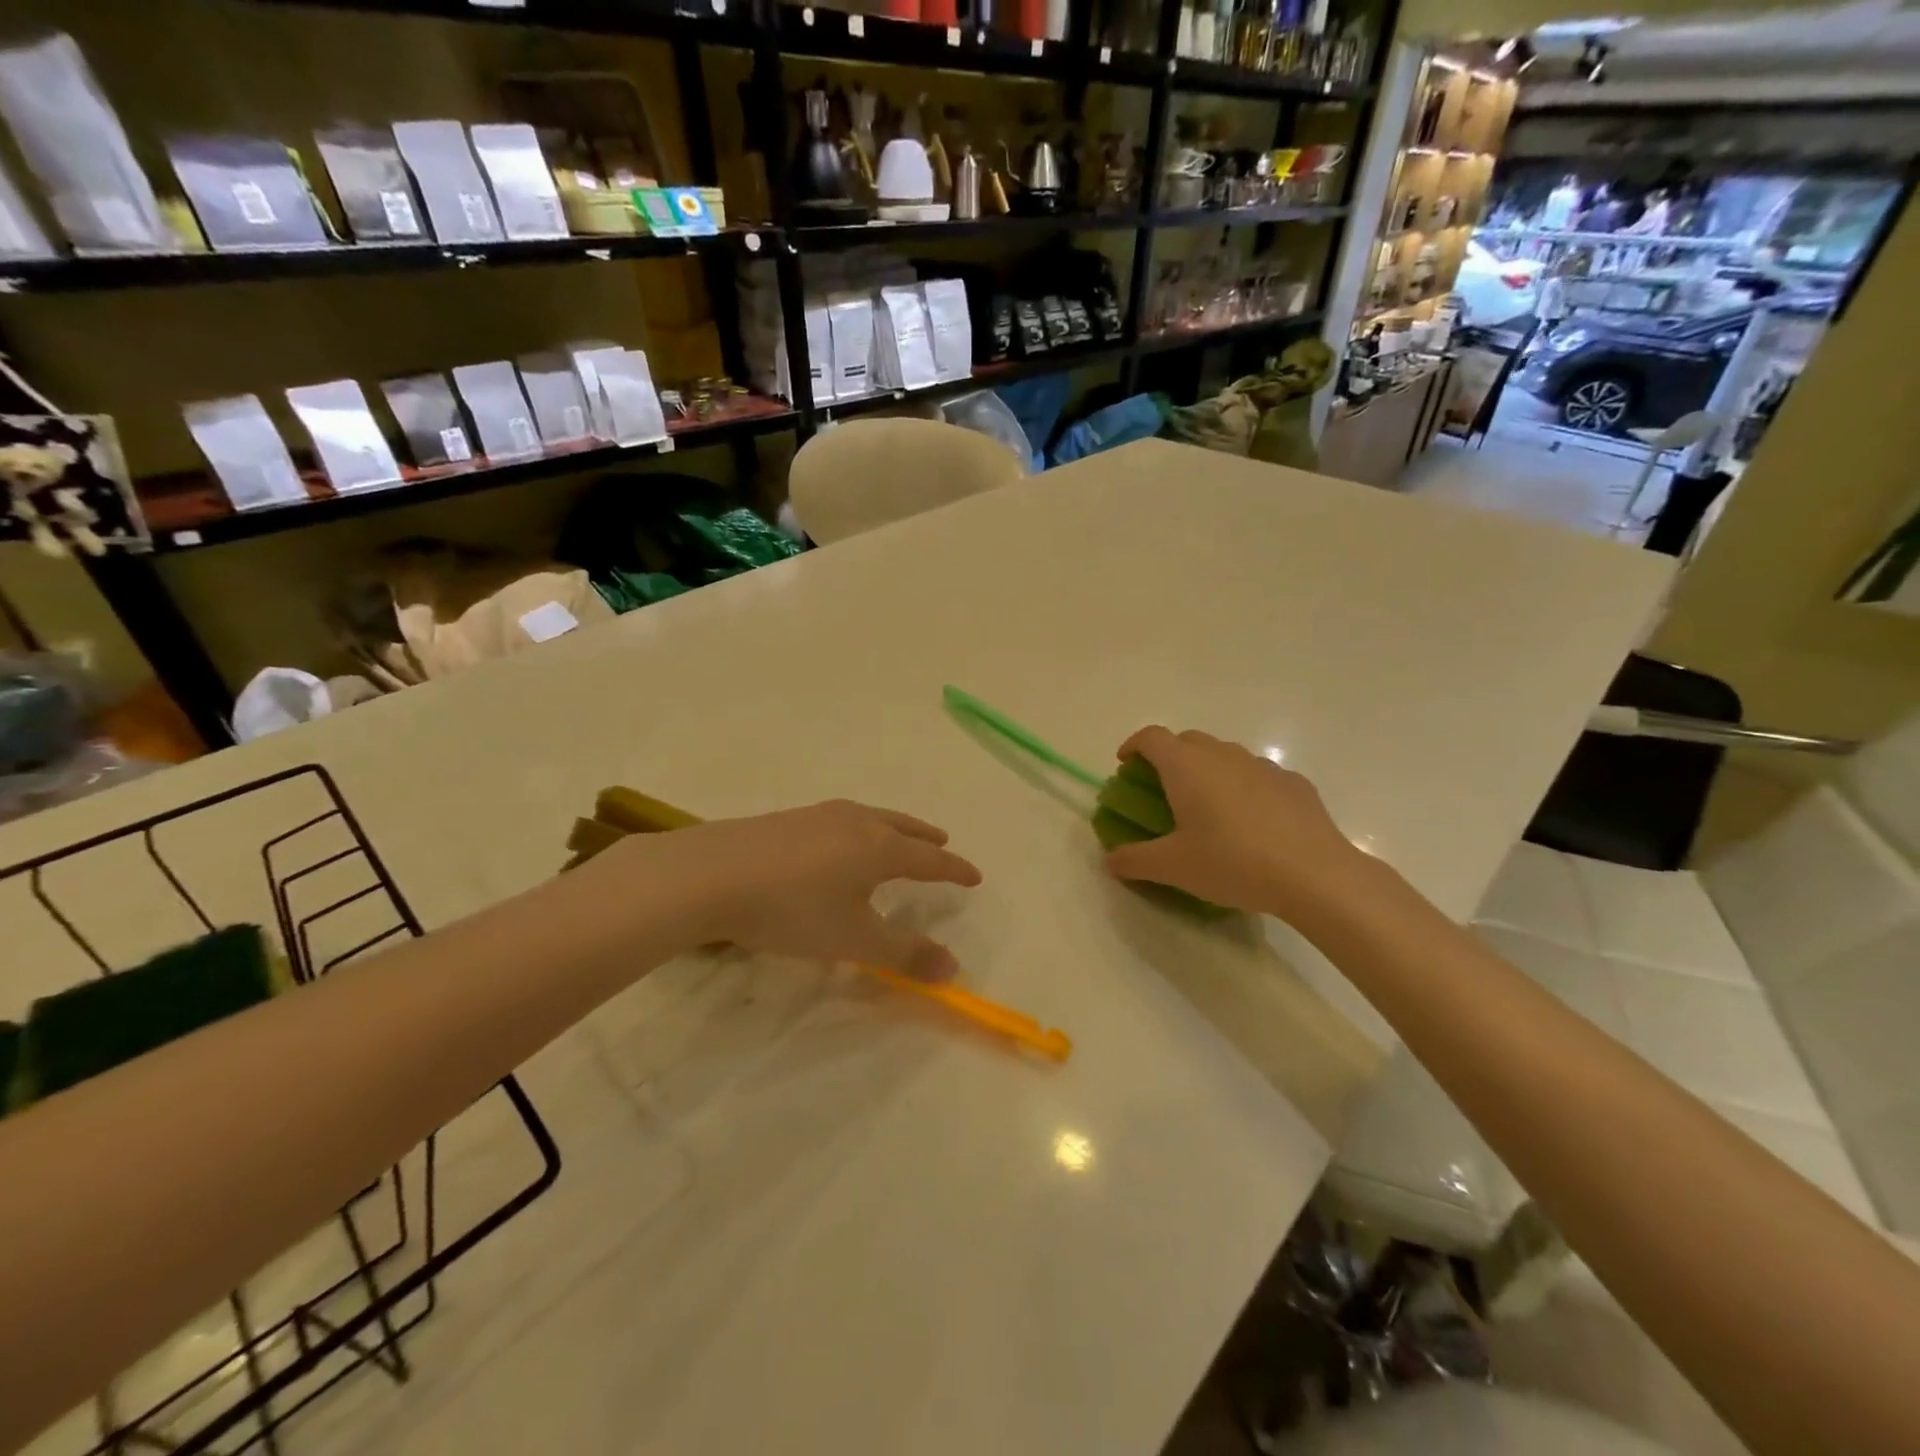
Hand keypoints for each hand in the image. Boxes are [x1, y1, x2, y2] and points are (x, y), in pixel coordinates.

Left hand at [625, 800, 982, 977]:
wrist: (711, 875)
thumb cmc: (792, 910)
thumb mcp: (853, 939)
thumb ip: (904, 953)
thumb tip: (954, 967)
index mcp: (880, 848)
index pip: (930, 859)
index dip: (955, 870)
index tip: (975, 875)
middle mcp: (856, 822)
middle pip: (903, 827)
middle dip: (926, 838)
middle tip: (942, 841)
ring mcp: (820, 815)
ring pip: (871, 818)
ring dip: (893, 828)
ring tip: (896, 837)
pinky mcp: (788, 819)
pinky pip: (841, 819)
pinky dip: (860, 829)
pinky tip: (839, 843)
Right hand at [1102, 727, 1373, 922]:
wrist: (1314, 874)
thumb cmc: (1232, 862)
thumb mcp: (1173, 867)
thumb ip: (1134, 860)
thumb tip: (1110, 860)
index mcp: (1186, 766)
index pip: (1151, 737)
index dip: (1133, 745)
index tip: (1126, 765)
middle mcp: (1222, 754)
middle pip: (1187, 740)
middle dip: (1169, 757)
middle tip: (1163, 790)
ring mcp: (1262, 765)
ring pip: (1225, 755)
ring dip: (1208, 770)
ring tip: (1208, 808)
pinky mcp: (1294, 782)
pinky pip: (1257, 776)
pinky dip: (1244, 787)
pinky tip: (1251, 822)